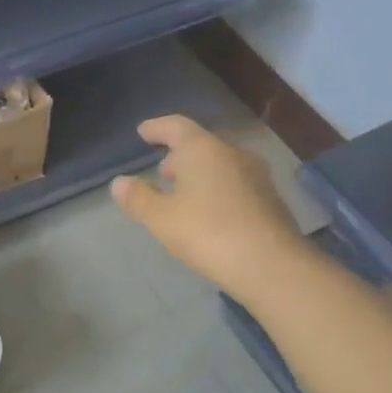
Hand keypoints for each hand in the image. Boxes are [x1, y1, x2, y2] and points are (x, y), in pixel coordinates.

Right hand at [111, 116, 305, 298]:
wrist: (271, 265)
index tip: (143, 131)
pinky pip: (235, 185)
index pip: (176, 126)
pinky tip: (210, 212)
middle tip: (163, 171)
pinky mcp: (270, 200)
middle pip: (201, 145)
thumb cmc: (208, 233)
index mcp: (203, 150)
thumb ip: (139, 198)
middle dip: (180, 155)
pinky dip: (217, 190)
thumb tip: (120, 182)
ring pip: (221, 165)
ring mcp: (257, 176)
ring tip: (184, 193)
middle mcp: (233, 154)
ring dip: (200, 174)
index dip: (157, 128)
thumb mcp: (161, 219)